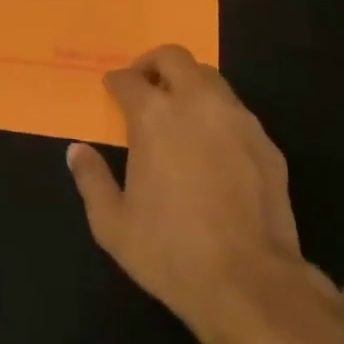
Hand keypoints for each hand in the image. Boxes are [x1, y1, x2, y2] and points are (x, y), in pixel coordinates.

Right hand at [67, 45, 334, 343]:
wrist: (251, 285)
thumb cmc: (171, 252)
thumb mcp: (113, 224)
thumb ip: (91, 179)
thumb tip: (77, 150)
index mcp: (154, 115)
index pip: (129, 79)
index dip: (116, 82)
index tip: (112, 89)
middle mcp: (197, 103)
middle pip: (174, 57)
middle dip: (154, 63)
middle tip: (145, 85)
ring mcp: (237, 119)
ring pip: (210, 78)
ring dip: (189, 84)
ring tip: (179, 111)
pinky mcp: (266, 143)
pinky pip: (236, 112)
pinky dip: (218, 115)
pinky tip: (213, 146)